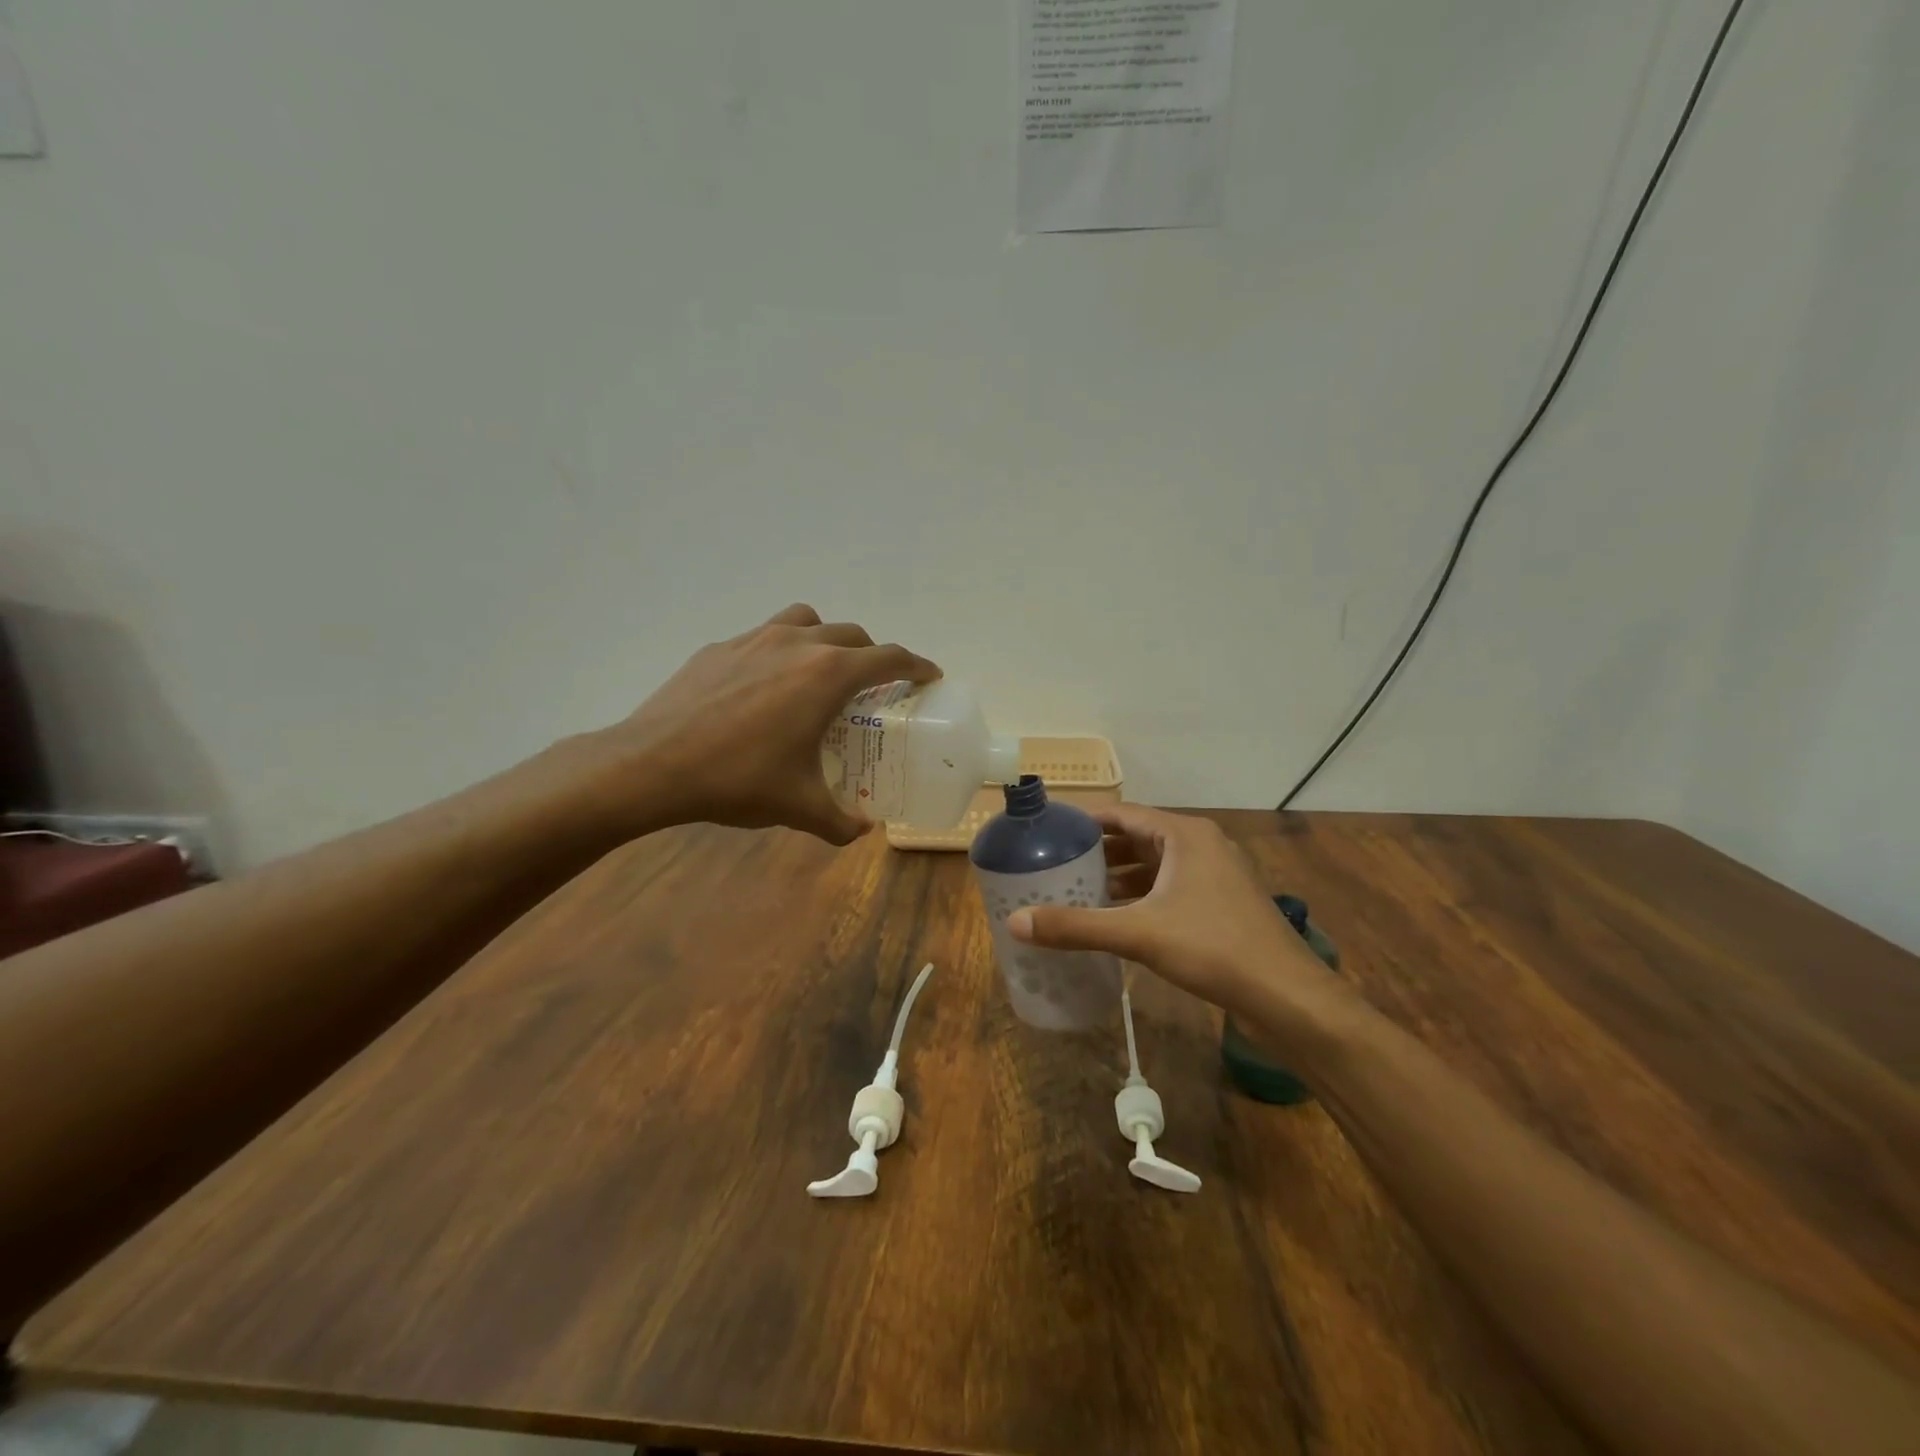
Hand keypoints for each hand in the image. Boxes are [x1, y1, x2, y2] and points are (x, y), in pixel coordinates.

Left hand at [577, 604, 938, 843]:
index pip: (889, 658)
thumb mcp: (798, 806)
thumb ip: (840, 820)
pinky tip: (764, 687)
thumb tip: (861, 830)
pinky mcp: (720, 647)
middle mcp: (797, 643)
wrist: (651, 765)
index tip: (929, 675)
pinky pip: (765, 635)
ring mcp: (754, 638)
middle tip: (874, 686)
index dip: (917, 665)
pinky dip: (781, 650)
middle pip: (852, 635)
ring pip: (807, 620)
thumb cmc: (738, 780)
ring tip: (820, 672)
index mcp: (827, 675)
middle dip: (872, 656)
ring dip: (826, 639)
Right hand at [1007, 805, 1344, 1026]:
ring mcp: (1218, 874)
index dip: (1086, 821)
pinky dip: (1144, 896)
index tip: (1051, 833)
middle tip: (1058, 865)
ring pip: (1158, 865)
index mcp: (1184, 835)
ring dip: (1122, 876)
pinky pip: (1173, 887)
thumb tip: (1015, 922)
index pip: (1124, 814)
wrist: (1287, 996)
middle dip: (1100, 852)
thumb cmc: (1212, 947)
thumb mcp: (1137, 934)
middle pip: (1139, 838)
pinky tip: (1119, 918)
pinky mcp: (1224, 902)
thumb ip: (1076, 926)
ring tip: (1081, 891)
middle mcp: (1202, 844)